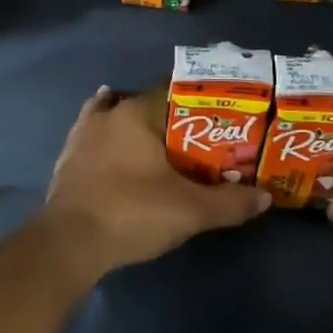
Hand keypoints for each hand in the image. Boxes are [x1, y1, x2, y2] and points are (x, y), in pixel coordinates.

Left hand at [44, 85, 270, 273]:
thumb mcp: (191, 210)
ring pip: (114, 117)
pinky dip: (108, 140)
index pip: (173, 90)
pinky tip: (117, 149)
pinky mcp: (67, 160)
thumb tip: (265, 196)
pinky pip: (94, 138)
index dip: (199, 100)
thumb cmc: (132, 213)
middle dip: (170, 117)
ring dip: (135, 125)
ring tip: (160, 141)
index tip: (221, 114)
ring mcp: (82, 136)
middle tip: (199, 137)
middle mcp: (107, 115)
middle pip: (145, 104)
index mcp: (136, 113)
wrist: (70, 242)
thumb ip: (230, 202)